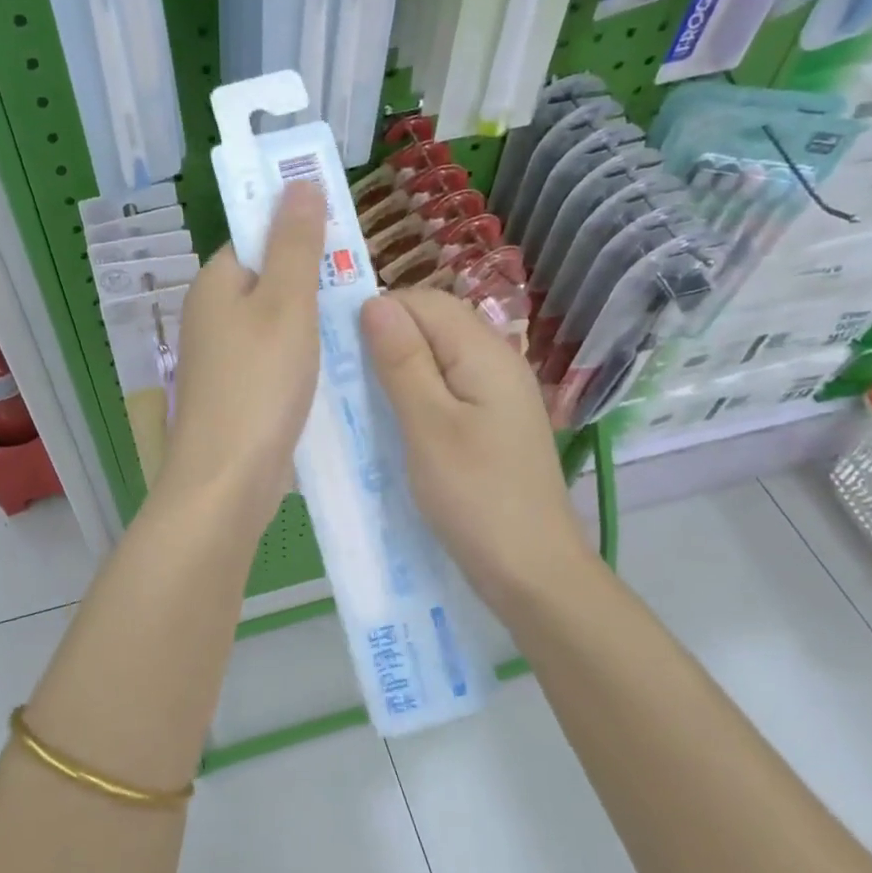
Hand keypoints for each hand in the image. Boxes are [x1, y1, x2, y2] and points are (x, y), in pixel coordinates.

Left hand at [160, 181, 325, 537]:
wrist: (227, 481)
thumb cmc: (258, 384)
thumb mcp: (286, 304)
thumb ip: (295, 243)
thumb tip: (298, 181)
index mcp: (214, 284)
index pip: (256, 237)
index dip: (299, 234)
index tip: (345, 245)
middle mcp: (210, 316)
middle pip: (269, 281)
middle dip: (315, 283)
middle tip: (362, 291)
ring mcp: (222, 360)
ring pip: (276, 325)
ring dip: (314, 325)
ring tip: (358, 329)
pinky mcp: (237, 395)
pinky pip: (276, 362)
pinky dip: (304, 361)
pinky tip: (335, 371)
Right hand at [361, 288, 597, 610]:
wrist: (532, 572)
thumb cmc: (475, 497)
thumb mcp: (428, 426)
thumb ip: (403, 361)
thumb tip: (375, 301)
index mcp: (485, 353)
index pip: (426, 301)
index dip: (381, 312)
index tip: (339, 345)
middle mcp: (497, 363)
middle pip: (435, 326)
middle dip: (387, 339)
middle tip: (345, 376)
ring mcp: (497, 396)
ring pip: (439, 360)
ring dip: (398, 370)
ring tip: (361, 399)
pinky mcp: (492, 425)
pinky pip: (447, 391)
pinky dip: (416, 397)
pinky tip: (394, 422)